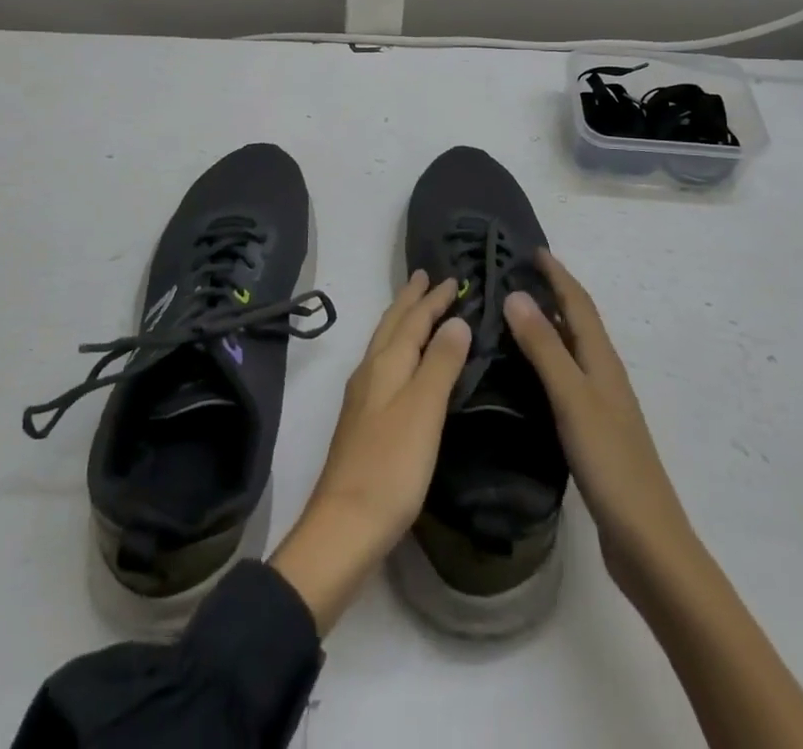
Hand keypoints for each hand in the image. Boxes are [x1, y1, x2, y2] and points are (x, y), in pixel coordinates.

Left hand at [270, 272, 469, 632]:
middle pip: (392, 326)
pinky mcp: (363, 421)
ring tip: (416, 310)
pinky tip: (403, 365)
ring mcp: (363, 397)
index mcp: (386, 364)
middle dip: (410, 301)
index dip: (433, 299)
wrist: (345, 526)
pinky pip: (384, 366)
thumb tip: (456, 321)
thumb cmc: (391, 466)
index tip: (452, 278)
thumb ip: (440, 363)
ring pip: (385, 344)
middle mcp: (370, 372)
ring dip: (403, 322)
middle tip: (425, 277)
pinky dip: (399, 350)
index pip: (413, 320)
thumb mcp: (424, 410)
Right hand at [503, 250, 701, 603]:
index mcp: (602, 361)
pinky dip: (545, 361)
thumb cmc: (611, 463)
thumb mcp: (573, 399)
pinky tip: (524, 375)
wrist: (647, 541)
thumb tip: (516, 294)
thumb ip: (544, 348)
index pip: (578, 304)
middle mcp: (603, 374)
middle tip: (512, 276)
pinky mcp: (592, 431)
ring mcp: (600, 404)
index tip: (532, 249)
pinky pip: (565, 378)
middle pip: (576, 322)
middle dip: (550, 293)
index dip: (557, 274)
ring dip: (546, 326)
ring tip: (511, 315)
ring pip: (570, 350)